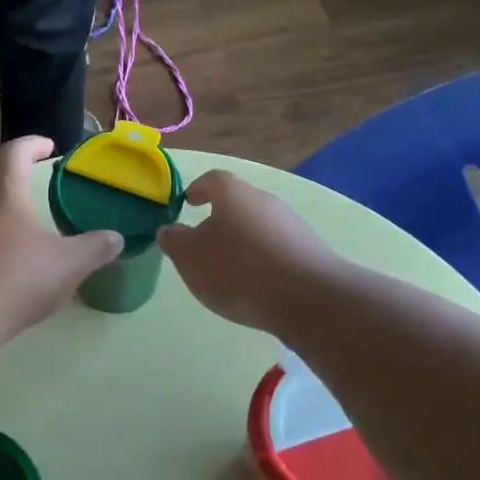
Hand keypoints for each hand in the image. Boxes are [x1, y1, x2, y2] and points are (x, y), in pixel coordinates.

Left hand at [0, 137, 122, 338]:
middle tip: (27, 174)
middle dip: (7, 166)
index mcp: (4, 192)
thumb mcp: (68, 265)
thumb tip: (116, 238)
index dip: (32, 144)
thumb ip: (95, 249)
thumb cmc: (16, 279)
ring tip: (16, 217)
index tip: (49, 146)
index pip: (15, 152)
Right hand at [158, 171, 336, 335]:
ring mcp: (292, 224)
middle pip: (237, 203)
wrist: (309, 299)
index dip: (197, 189)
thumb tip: (169, 229)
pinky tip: (257, 286)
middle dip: (219, 220)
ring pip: (258, 226)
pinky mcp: (310, 251)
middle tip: (203, 245)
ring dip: (242, 242)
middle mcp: (265, 200)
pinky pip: (277, 249)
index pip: (212, 180)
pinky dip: (263, 260)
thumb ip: (174, 240)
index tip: (187, 203)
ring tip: (229, 272)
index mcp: (233, 193)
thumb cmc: (238, 270)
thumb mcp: (190, 258)